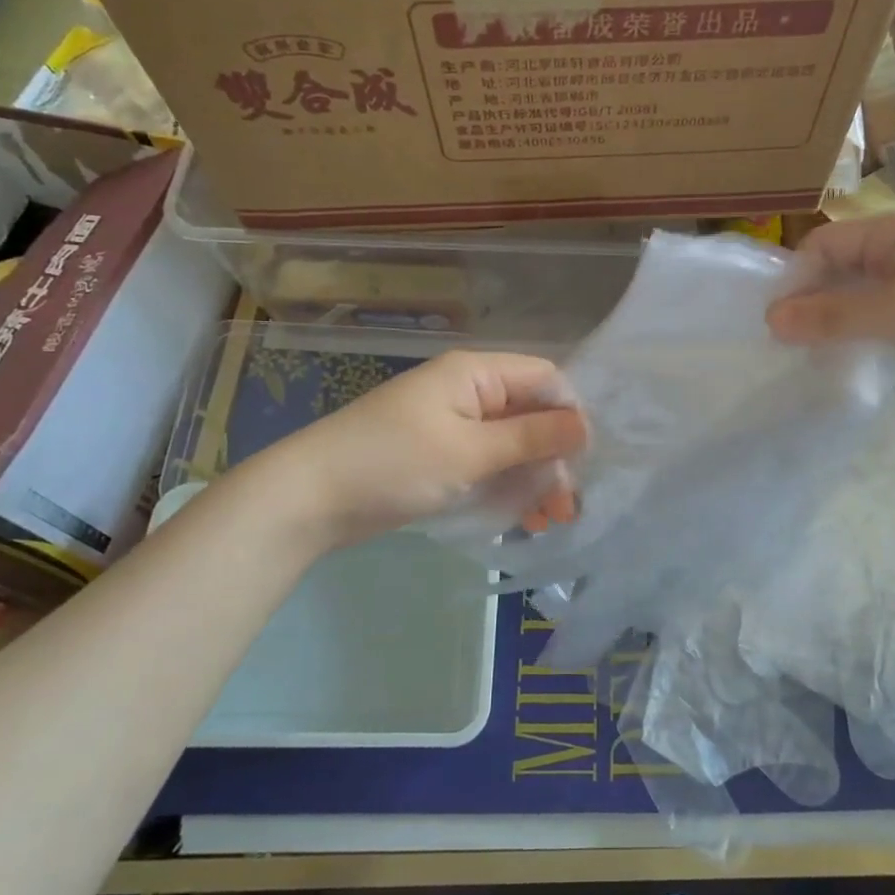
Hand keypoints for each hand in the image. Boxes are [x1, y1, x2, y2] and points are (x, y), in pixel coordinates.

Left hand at [239, 350, 587, 551]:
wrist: (308, 499)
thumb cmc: (394, 463)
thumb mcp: (470, 450)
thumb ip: (531, 436)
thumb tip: (586, 425)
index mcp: (475, 373)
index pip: (544, 379)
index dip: (570, 414)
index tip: (585, 460)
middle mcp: (468, 392)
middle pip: (530, 414)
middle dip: (554, 457)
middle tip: (567, 505)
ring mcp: (452, 425)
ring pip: (512, 444)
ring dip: (534, 478)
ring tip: (550, 520)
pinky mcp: (439, 455)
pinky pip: (487, 464)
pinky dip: (507, 487)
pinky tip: (523, 519)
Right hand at [765, 207, 894, 400]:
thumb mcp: (894, 313)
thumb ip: (831, 315)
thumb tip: (770, 320)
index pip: (825, 244)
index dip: (797, 280)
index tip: (778, 325)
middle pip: (839, 265)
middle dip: (813, 300)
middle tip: (791, 343)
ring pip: (859, 291)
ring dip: (835, 317)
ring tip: (814, 352)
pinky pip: (881, 311)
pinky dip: (860, 328)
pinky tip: (850, 353)